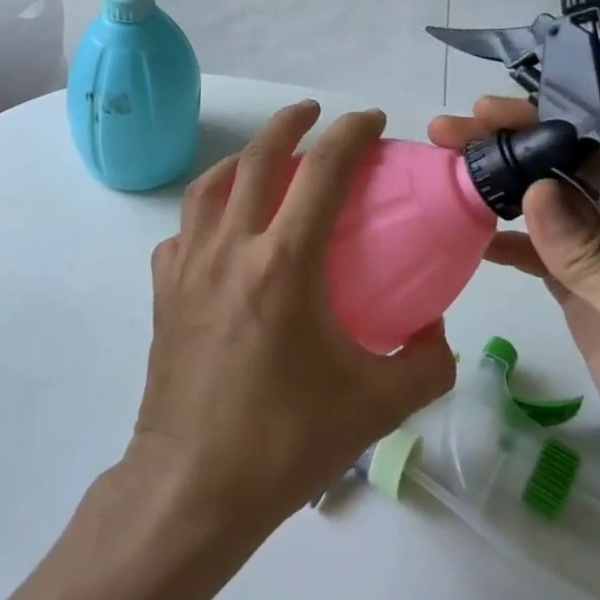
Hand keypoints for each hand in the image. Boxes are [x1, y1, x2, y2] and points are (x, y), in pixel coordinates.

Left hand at [134, 101, 456, 534]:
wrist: (194, 487)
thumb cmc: (287, 442)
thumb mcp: (378, 405)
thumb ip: (426, 360)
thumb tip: (436, 327)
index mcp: (284, 263)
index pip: (322, 171)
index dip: (350, 133)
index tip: (372, 120)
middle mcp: (231, 248)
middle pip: (257, 157)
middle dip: (290, 122)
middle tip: (315, 112)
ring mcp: (188, 265)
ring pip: (210, 184)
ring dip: (242, 158)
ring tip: (266, 158)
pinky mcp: (163, 289)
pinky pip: (184, 231)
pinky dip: (207, 214)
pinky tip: (223, 231)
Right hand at [428, 97, 599, 541]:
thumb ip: (592, 258)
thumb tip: (534, 190)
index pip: (590, 153)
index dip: (537, 127)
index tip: (483, 115)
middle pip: (558, 174)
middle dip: (505, 150)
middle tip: (444, 136)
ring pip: (543, 212)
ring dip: (497, 191)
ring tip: (443, 175)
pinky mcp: (584, 302)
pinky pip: (538, 257)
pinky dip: (503, 243)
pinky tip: (466, 236)